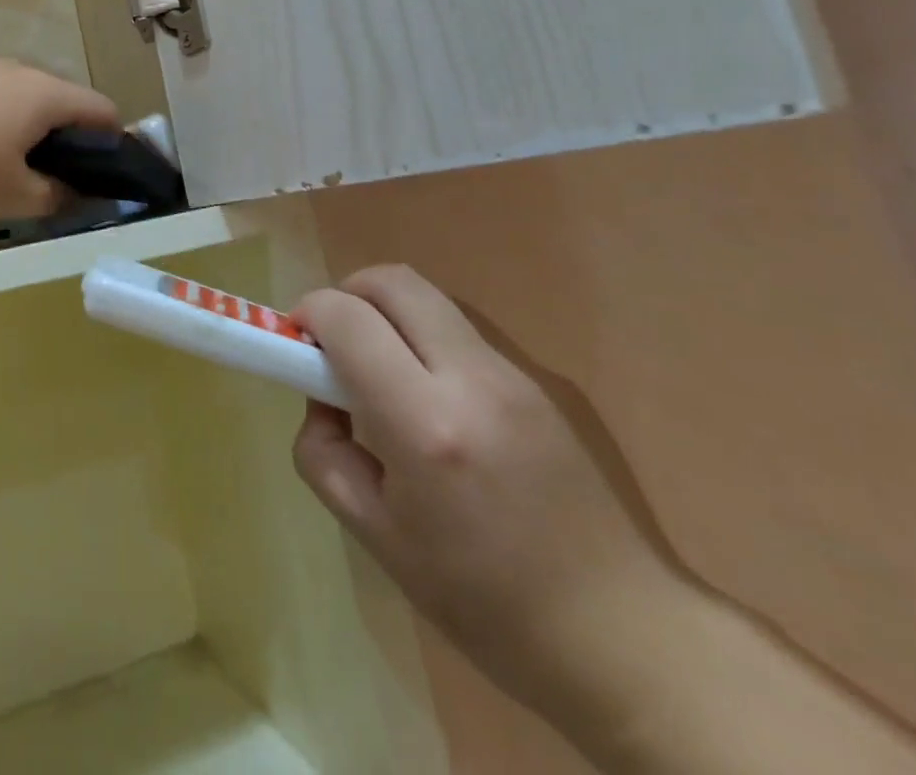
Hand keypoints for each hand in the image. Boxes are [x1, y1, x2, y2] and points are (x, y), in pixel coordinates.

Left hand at [0, 58, 121, 223]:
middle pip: (65, 109)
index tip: (104, 183)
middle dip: (68, 149)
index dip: (116, 148)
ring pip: (26, 107)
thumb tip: (79, 194)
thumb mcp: (10, 196)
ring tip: (5, 179)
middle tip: (52, 190)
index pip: (106, 113)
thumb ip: (56, 198)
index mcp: (49, 96)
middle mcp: (24, 73)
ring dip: (29, 141)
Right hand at [292, 265, 681, 723]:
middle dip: (347, 294)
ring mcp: (513, 373)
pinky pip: (459, 330)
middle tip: (333, 343)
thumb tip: (321, 399)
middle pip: (393, 281)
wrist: (620, 635)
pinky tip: (428, 400)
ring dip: (386, 314)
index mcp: (425, 424)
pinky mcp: (538, 380)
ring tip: (379, 374)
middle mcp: (471, 378)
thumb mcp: (376, 537)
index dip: (309, 314)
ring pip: (428, 298)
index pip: (348, 318)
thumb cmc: (483, 602)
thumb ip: (324, 452)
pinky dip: (422, 337)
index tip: (295, 343)